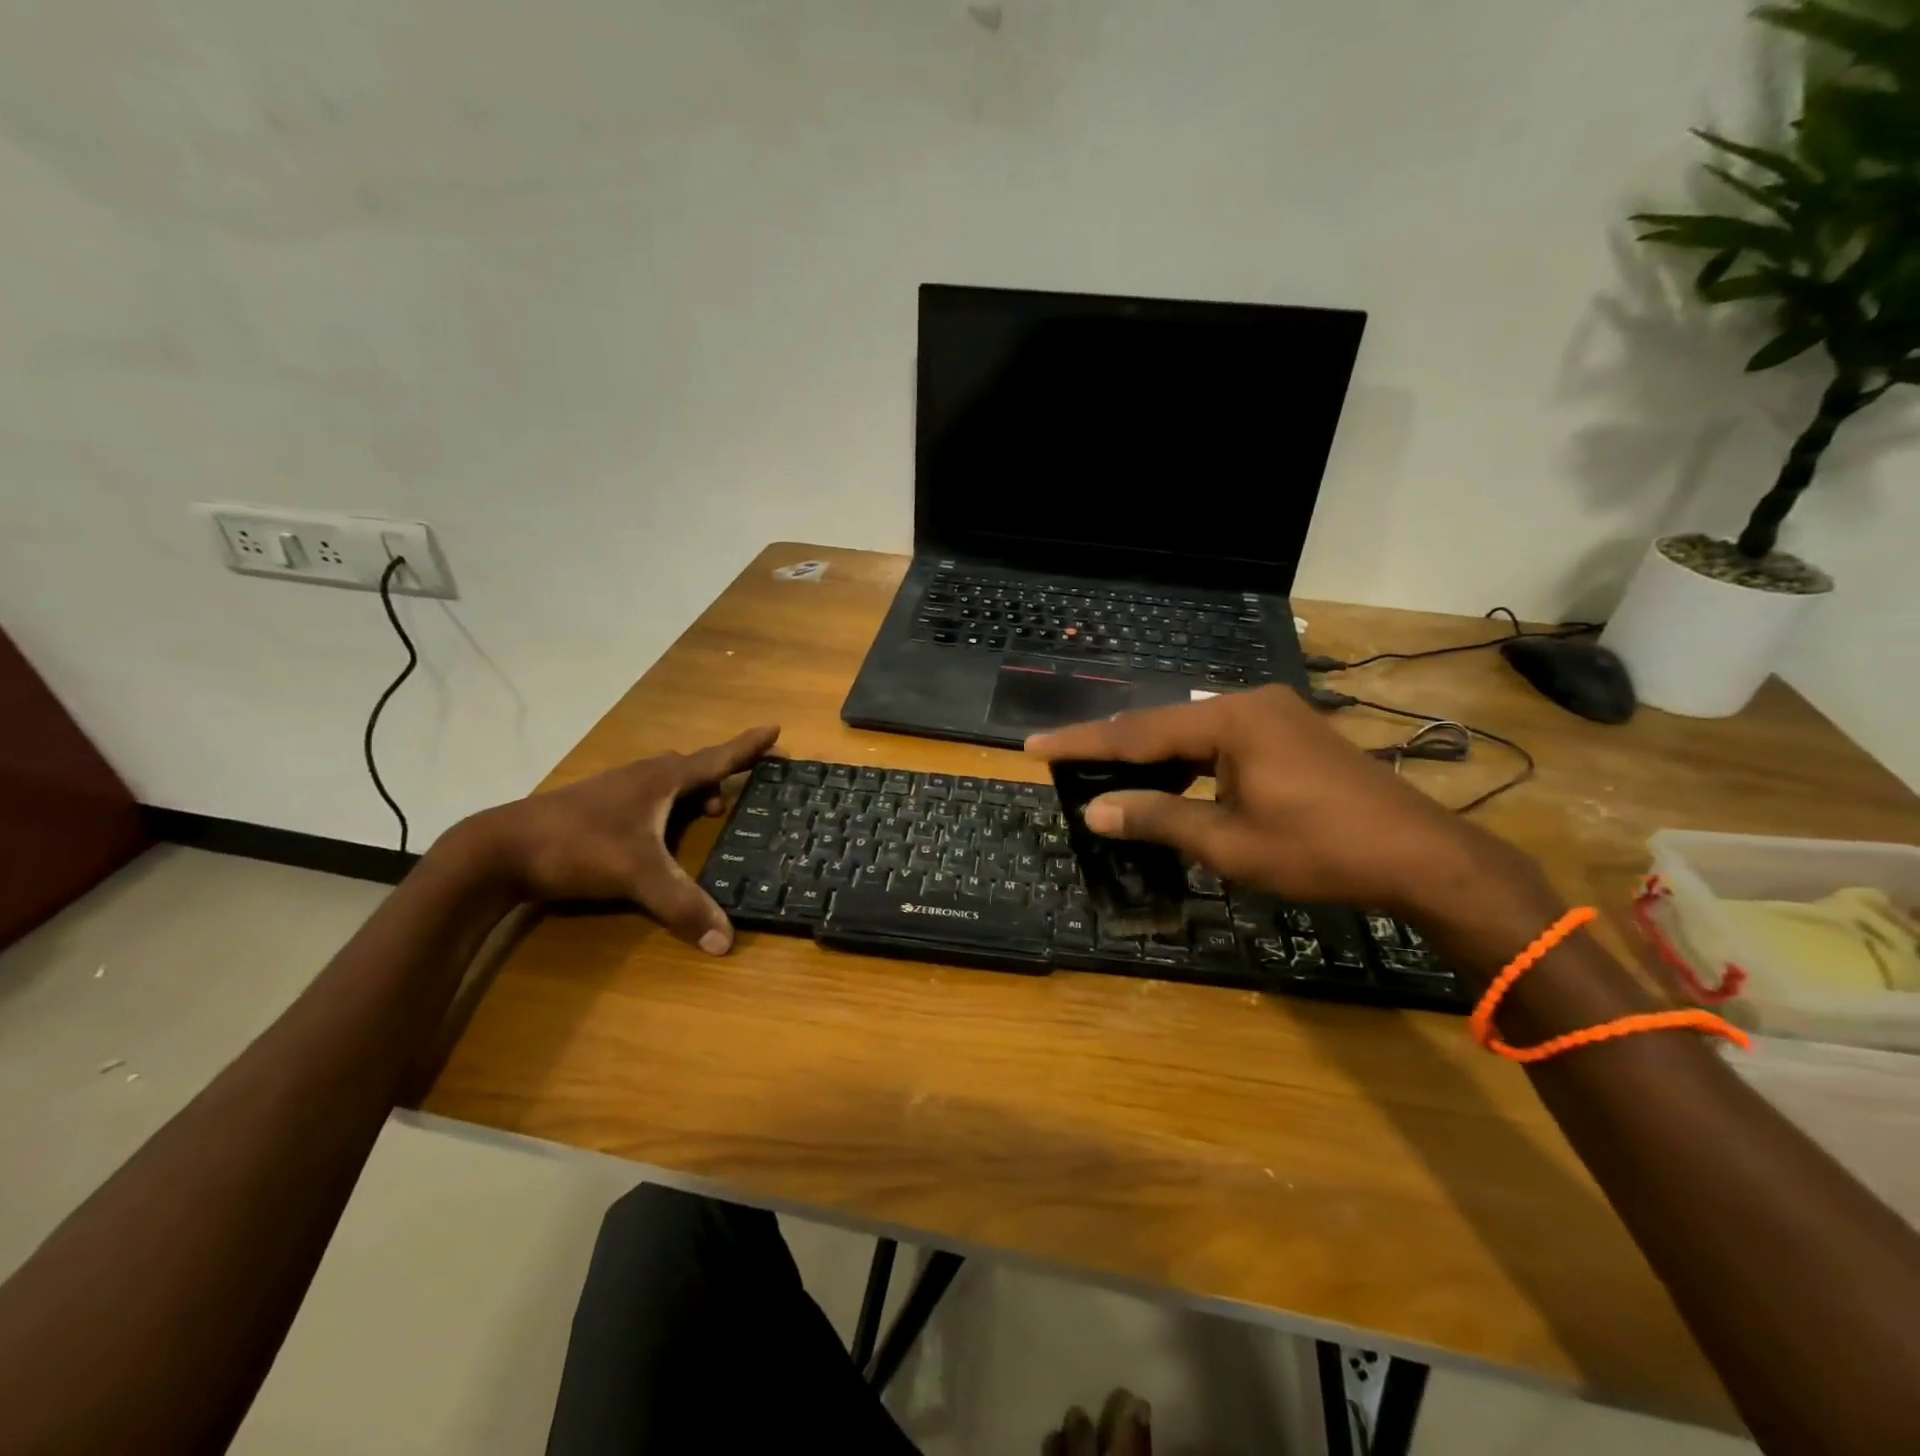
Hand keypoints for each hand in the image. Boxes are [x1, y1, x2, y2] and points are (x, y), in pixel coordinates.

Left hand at [467, 725, 779, 953]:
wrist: (499, 849)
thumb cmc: (578, 846)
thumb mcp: (637, 875)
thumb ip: (682, 905)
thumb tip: (726, 941)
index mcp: (661, 780)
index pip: (716, 759)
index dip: (747, 747)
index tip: (775, 728)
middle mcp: (641, 777)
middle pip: (692, 767)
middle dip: (720, 775)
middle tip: (739, 794)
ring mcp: (615, 790)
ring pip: (665, 782)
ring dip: (690, 793)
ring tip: (705, 815)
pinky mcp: (594, 807)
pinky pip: (645, 796)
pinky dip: (664, 807)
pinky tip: (656, 833)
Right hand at [1026, 686, 1541, 921]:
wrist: (1422, 856)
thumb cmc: (1320, 850)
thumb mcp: (1229, 842)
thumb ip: (1157, 819)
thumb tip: (1094, 811)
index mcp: (1231, 720)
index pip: (1138, 731)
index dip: (1082, 742)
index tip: (1034, 746)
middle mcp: (1249, 703)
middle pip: (1163, 725)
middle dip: (1113, 747)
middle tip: (1064, 762)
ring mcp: (1275, 715)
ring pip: (1192, 733)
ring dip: (1151, 757)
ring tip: (1106, 774)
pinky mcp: (1291, 733)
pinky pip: (1221, 742)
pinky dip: (1188, 762)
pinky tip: (1170, 780)